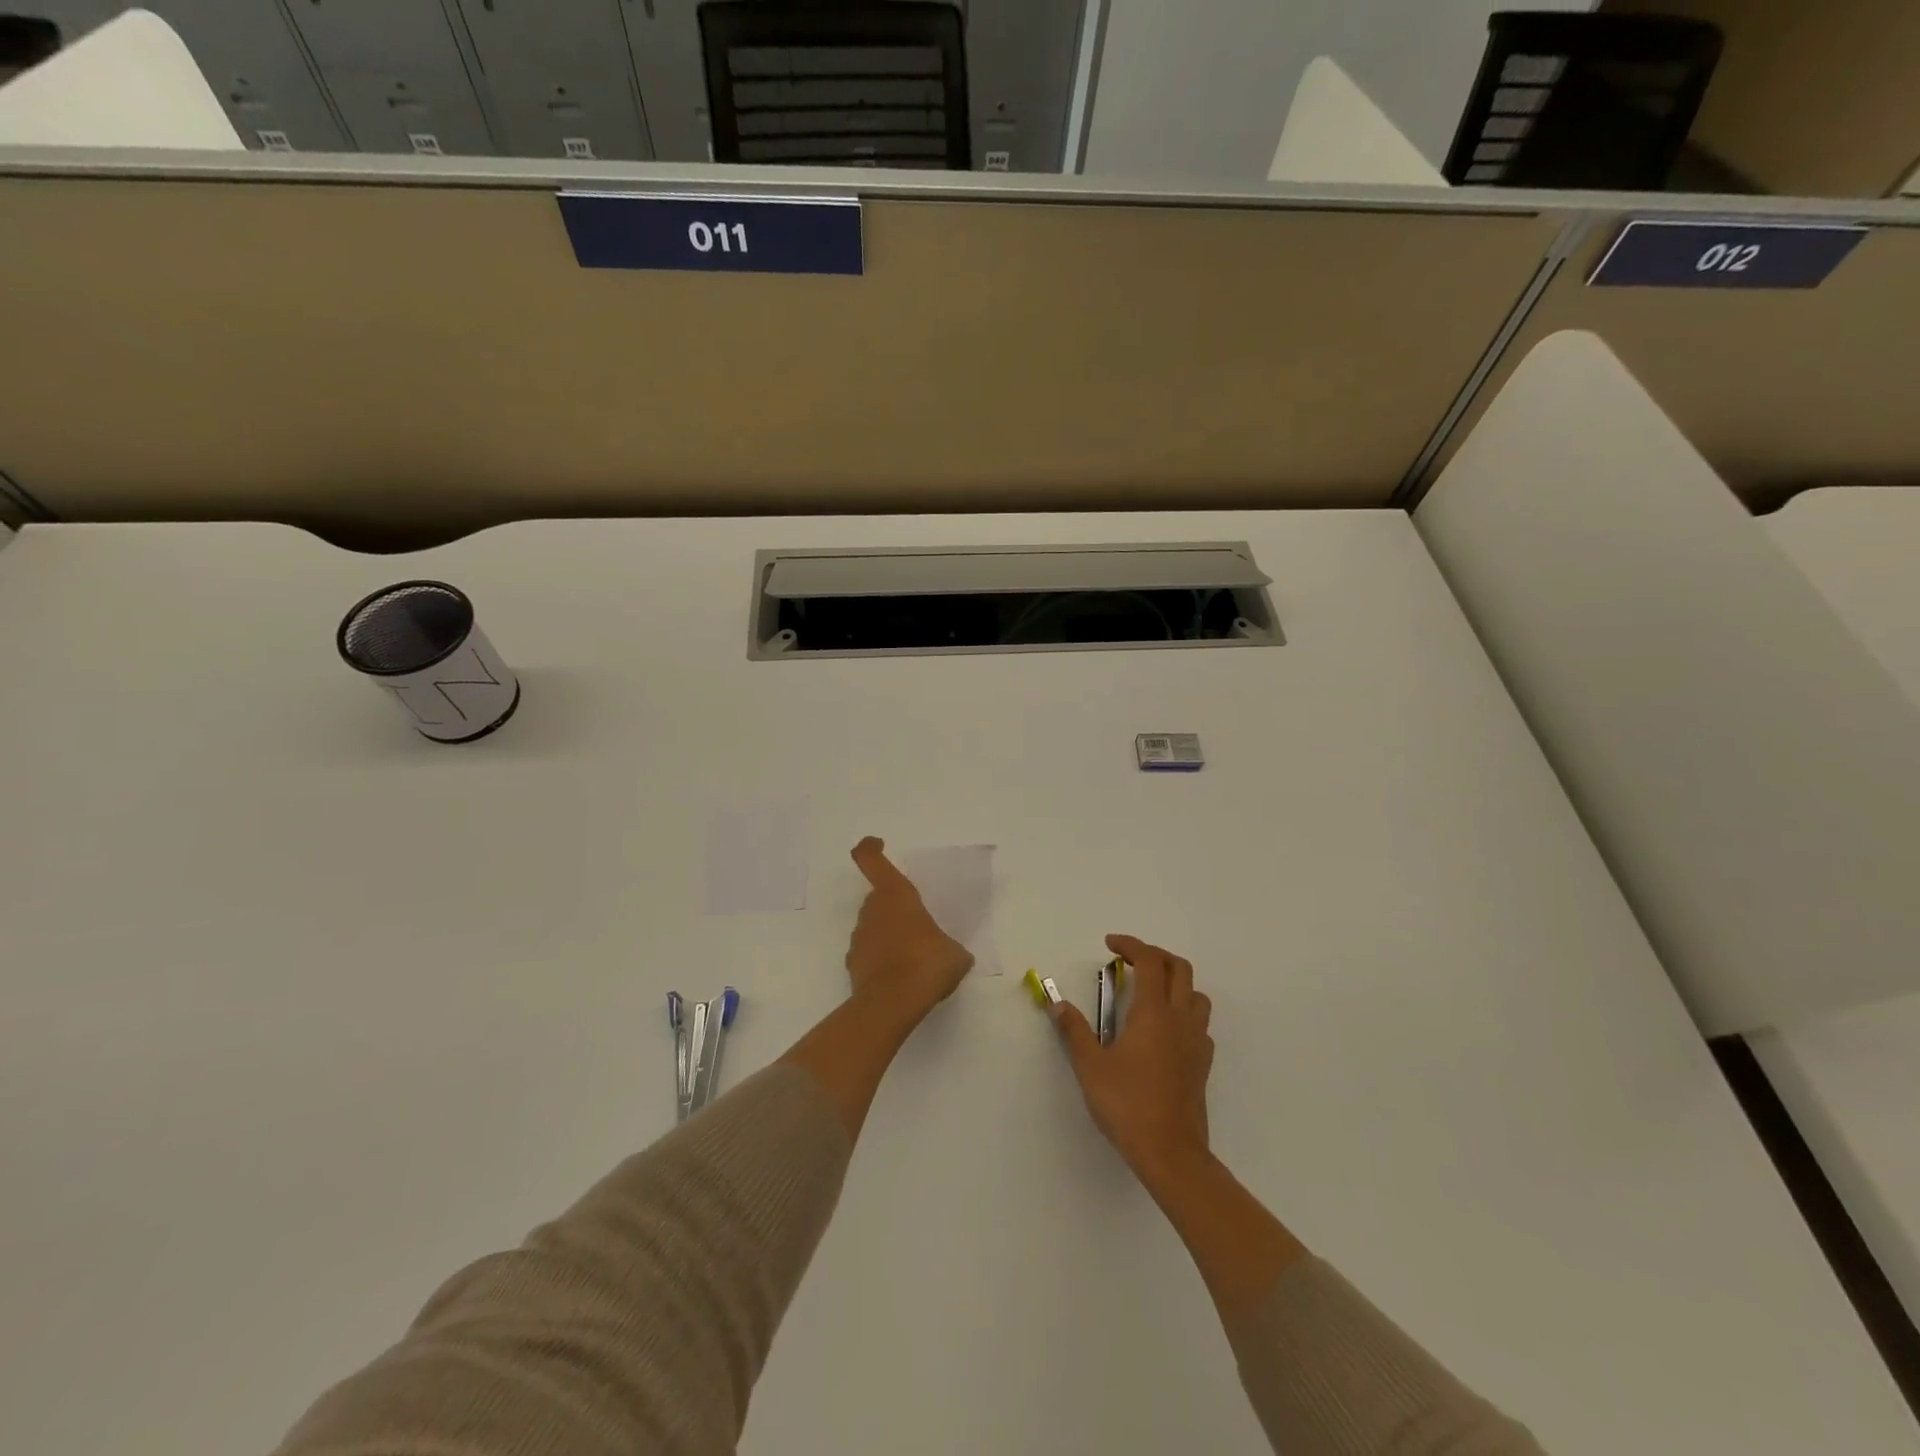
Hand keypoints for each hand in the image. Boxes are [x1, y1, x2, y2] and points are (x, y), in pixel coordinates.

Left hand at [845, 836, 974, 1021]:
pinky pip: (868, 953)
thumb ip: (951, 947)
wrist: (892, 1004)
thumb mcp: (955, 954)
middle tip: (917, 923)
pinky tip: (900, 976)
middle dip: (894, 906)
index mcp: (896, 895)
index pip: (872, 860)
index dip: (871, 848)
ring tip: (913, 956)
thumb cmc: (927, 964)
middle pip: (877, 897)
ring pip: (873, 925)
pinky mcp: (852, 964)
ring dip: (888, 933)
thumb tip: (953, 954)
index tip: (878, 844)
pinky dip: (880, 959)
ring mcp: (859, 937)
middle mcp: (872, 910)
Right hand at [1052, 934, 1214, 1189]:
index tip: (1110, 945)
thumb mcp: (1090, 1066)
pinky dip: (1184, 1012)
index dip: (1131, 944)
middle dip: (1155, 955)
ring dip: (1175, 982)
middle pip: (1180, 968)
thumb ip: (1074, 1030)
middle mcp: (1180, 1018)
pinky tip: (1165, 1031)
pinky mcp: (1203, 1063)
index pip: (1149, 961)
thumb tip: (1057, 1003)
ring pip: (1196, 994)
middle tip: (1130, 961)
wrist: (1171, 1153)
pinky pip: (1200, 1023)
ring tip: (1149, 992)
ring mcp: (1197, 1041)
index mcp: (1153, 1012)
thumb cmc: (1127, 1104)